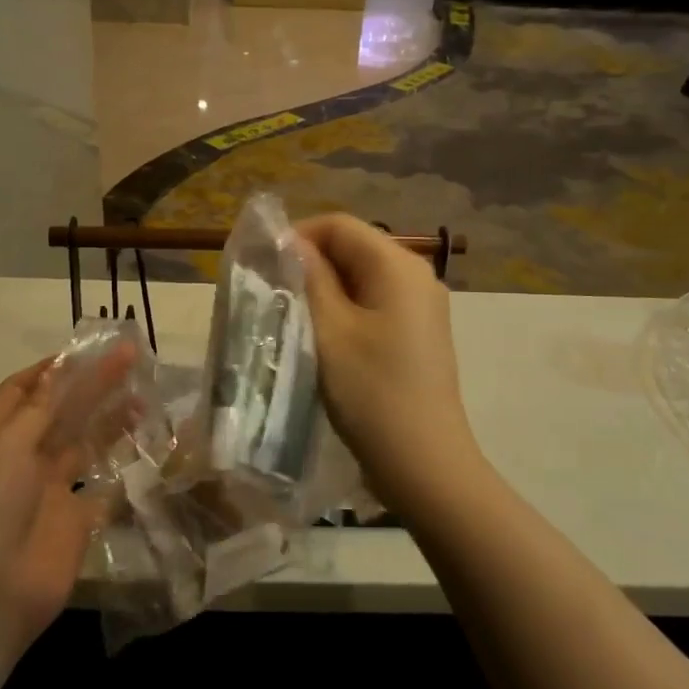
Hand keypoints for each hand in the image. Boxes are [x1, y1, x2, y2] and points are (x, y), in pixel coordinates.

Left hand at [0, 347, 135, 651]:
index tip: (90, 350)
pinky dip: (123, 467)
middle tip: (132, 359)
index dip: (55, 369)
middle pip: (60, 412)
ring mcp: (48, 491)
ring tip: (144, 397)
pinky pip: (103, 486)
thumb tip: (60, 367)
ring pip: (84, 445)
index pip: (22, 390)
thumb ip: (41, 406)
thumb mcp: (7, 443)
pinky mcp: (75, 520)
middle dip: (92, 386)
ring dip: (111, 420)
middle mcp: (19, 458)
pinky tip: (149, 446)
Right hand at [295, 214, 489, 516]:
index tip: (264, 266)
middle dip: (310, 263)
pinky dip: (345, 308)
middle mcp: (416, 274)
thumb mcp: (329, 330)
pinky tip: (324, 336)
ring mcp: (422, 305)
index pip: (339, 225)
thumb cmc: (371, 392)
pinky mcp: (419, 332)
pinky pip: (375, 302)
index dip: (297, 236)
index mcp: (397, 265)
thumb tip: (289, 242)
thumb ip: (309, 276)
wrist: (424, 463)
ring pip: (362, 276)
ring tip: (292, 315)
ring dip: (325, 288)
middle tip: (272, 293)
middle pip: (353, 247)